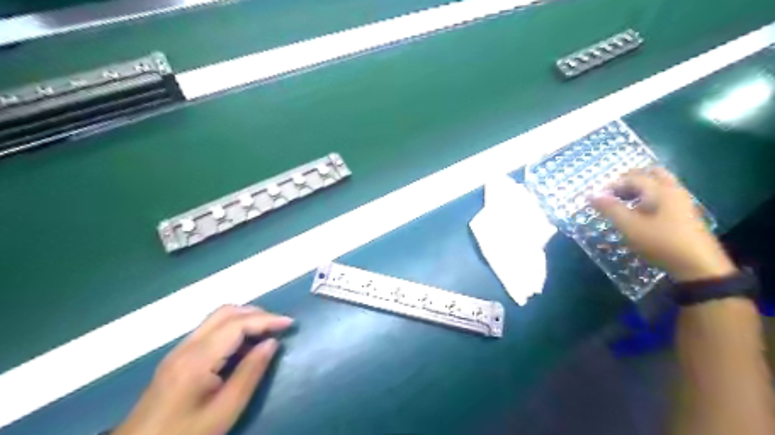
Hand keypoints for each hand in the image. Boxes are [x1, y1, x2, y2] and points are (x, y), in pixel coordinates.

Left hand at [113, 304, 294, 434]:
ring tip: (266, 332)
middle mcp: (187, 346)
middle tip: (278, 325)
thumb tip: (272, 343)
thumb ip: (250, 373)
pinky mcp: (177, 358)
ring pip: (216, 318)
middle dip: (256, 313)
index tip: (290, 323)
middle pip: (225, 312)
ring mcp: (179, 350)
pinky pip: (209, 330)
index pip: (238, 324)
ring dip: (244, 318)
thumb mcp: (225, 410)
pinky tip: (243, 345)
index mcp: (198, 358)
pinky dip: (232, 327)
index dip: (267, 319)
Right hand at [592, 166, 733, 281]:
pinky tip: (640, 214)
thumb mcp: (630, 227)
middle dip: (629, 180)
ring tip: (623, 204)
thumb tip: (592, 194)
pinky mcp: (685, 214)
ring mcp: (682, 202)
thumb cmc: (661, 243)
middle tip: (613, 194)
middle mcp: (674, 190)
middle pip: (650, 174)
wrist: (699, 267)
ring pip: (659, 184)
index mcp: (660, 190)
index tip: (598, 198)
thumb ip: (610, 209)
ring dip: (639, 189)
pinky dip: (648, 198)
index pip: (632, 178)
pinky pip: (664, 196)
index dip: (612, 185)